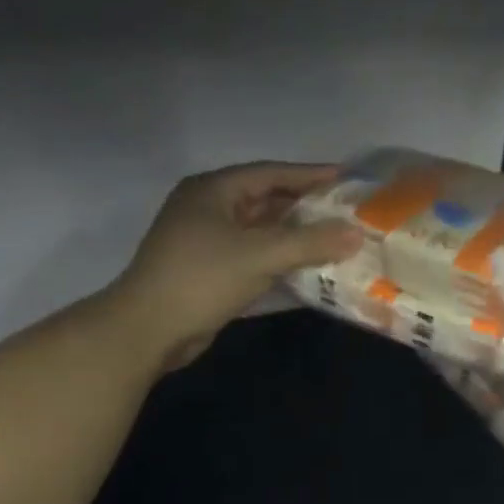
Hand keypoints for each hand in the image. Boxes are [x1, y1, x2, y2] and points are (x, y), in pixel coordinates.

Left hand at [111, 162, 361, 369]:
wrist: (147, 331)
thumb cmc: (201, 278)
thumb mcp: (261, 255)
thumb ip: (310, 242)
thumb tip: (356, 233)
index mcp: (212, 191)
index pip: (269, 173)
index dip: (309, 174)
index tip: (345, 177)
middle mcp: (207, 208)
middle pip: (264, 200)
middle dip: (304, 205)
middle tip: (343, 209)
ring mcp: (204, 241)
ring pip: (258, 230)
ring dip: (293, 234)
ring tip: (333, 237)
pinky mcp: (207, 270)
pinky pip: (251, 255)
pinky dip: (278, 258)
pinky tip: (306, 267)